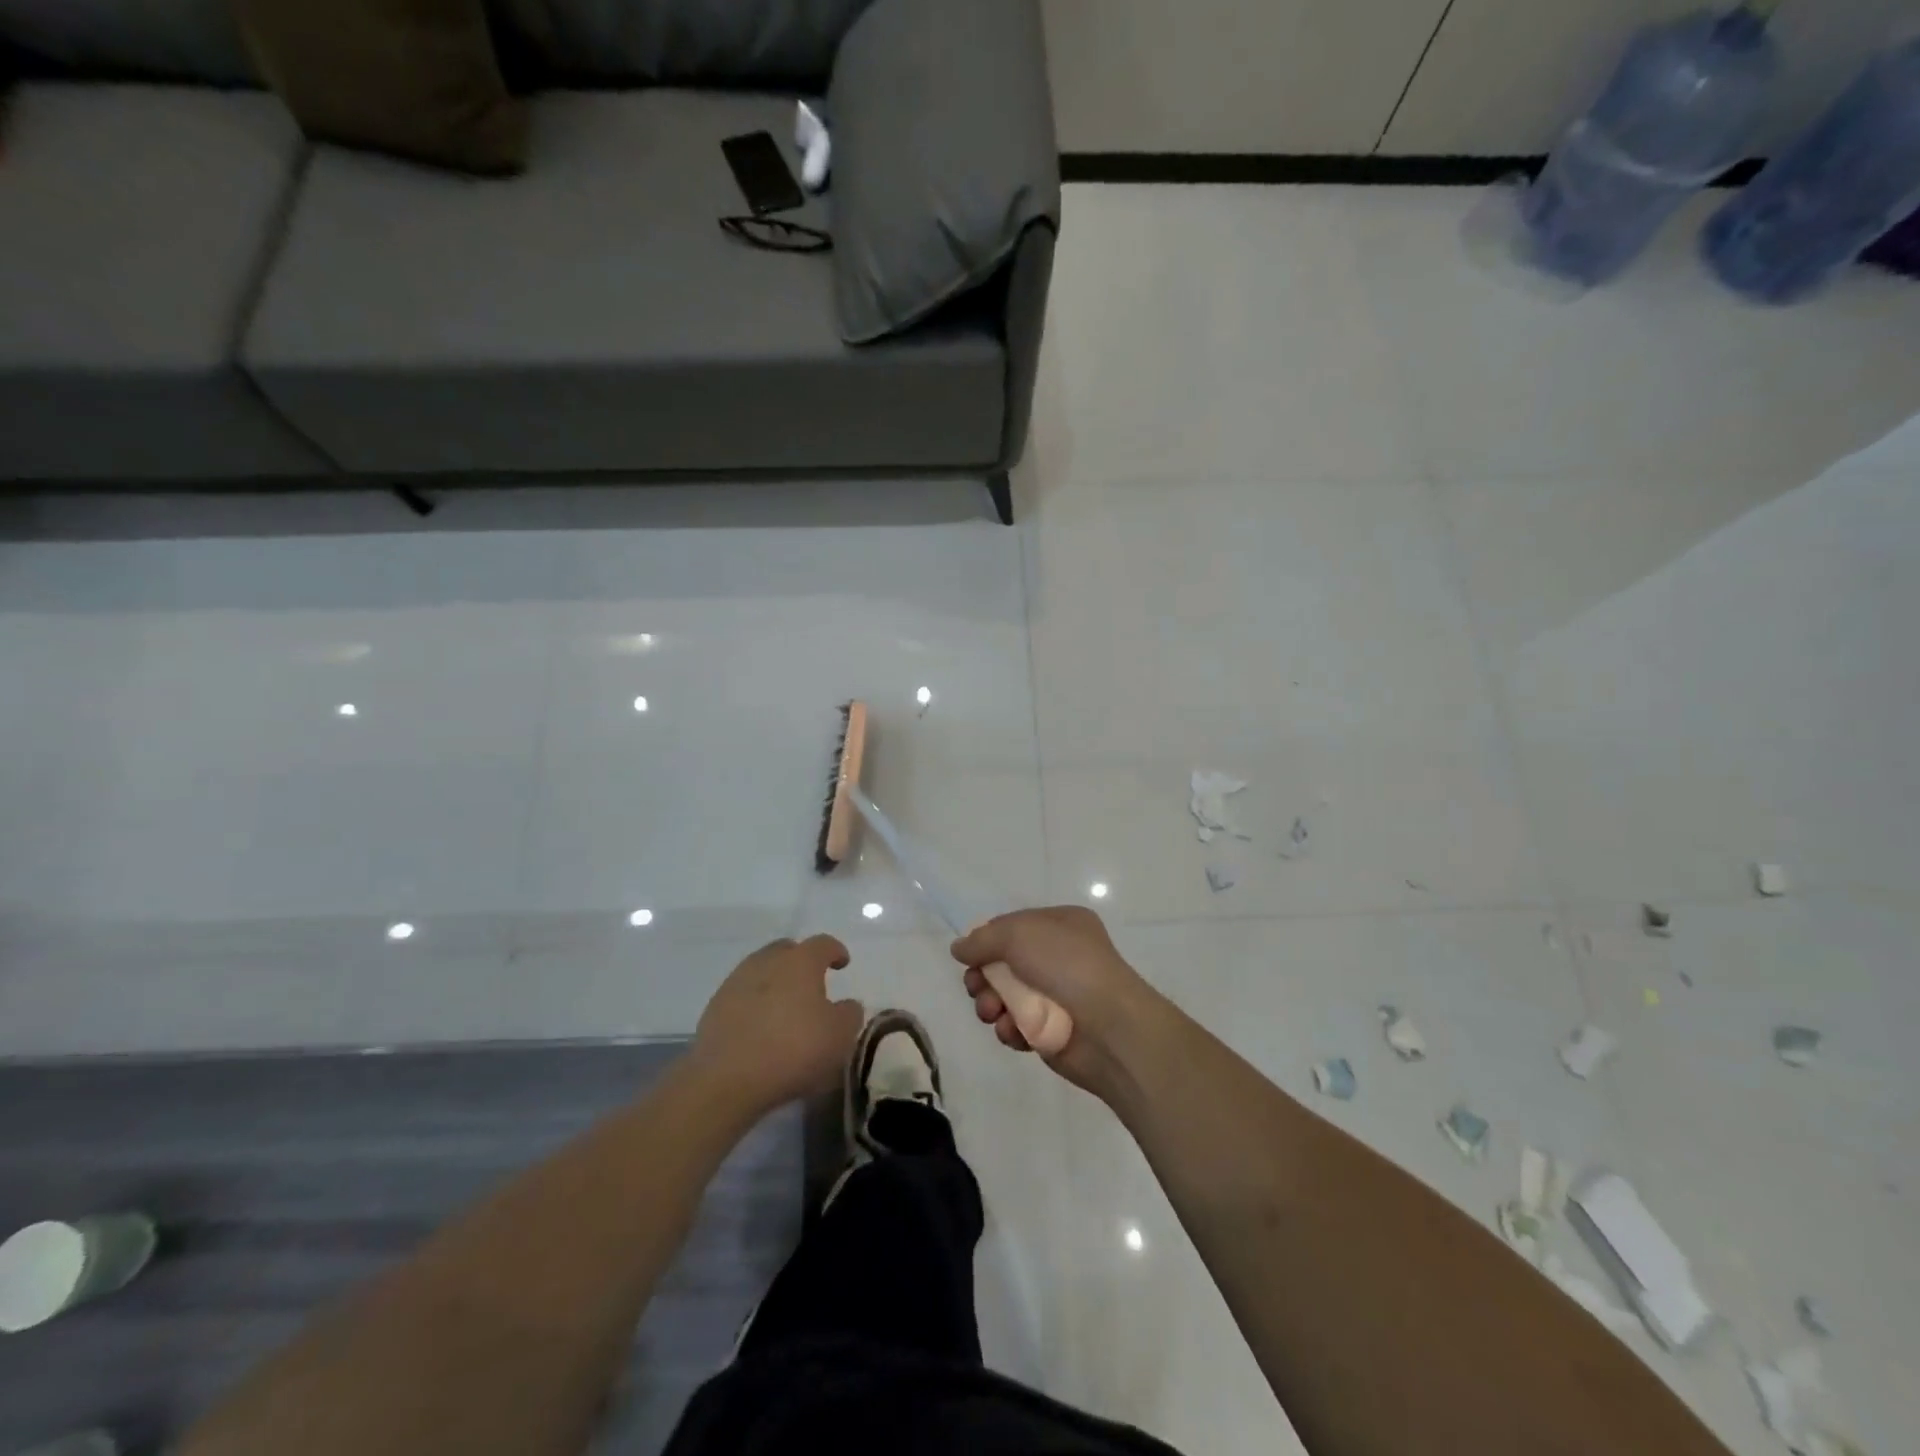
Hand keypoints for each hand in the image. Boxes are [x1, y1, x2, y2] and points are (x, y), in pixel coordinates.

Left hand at [692, 936, 864, 1114]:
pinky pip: (742, 995)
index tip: (843, 964)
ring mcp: (736, 982)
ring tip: (784, 1007)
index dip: (836, 951)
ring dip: (775, 982)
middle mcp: (767, 961)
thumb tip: (846, 1005)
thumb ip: (849, 1014)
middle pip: (787, 950)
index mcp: (801, 961)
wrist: (726, 1079)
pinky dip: (754, 1003)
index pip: (823, 944)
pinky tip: (760, 1027)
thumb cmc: (794, 1049)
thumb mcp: (839, 1036)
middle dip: (801, 961)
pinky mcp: (714, 1007)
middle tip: (812, 983)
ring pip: (761, 971)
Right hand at [950, 907, 1160, 1096]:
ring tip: (993, 1013)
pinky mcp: (1053, 1031)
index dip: (986, 941)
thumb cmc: (1067, 966)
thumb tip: (959, 948)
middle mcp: (1059, 956)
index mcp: (1060, 925)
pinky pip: (1019, 1026)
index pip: (1012, 927)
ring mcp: (1057, 995)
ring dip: (991, 1005)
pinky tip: (1013, 1032)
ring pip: (1007, 997)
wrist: (1110, 1027)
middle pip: (1004, 964)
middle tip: (976, 988)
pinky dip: (1010, 1029)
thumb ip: (982, 939)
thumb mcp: (1019, 935)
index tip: (969, 957)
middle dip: (983, 977)